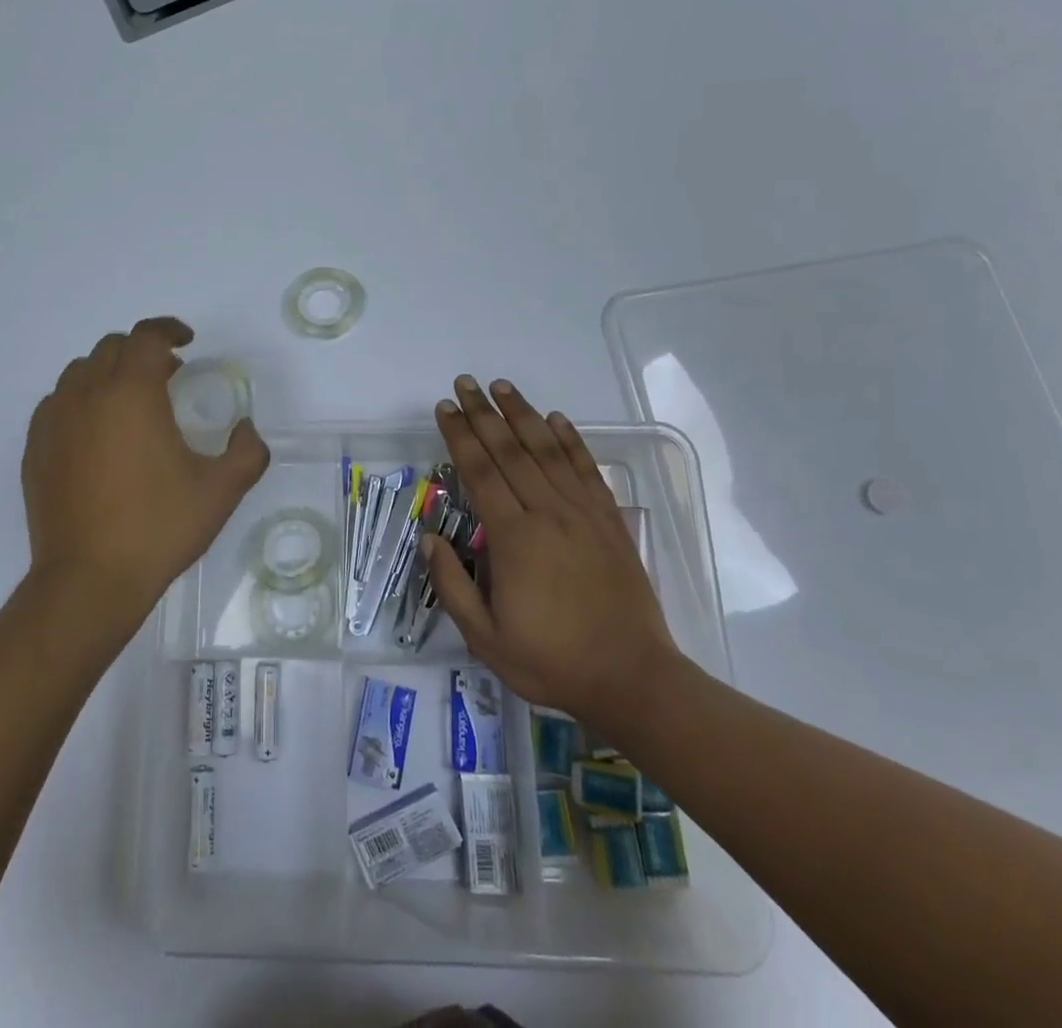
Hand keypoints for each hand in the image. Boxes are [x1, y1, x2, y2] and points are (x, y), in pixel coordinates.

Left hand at [23, 318, 269, 627]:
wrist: (89, 580)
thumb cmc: (158, 528)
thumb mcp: (221, 490)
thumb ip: (247, 451)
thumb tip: (247, 429)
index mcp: (132, 393)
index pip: (147, 336)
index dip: (169, 329)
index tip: (186, 341)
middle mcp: (88, 394)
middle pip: (112, 348)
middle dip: (142, 351)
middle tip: (168, 376)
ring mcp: (54, 420)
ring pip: (80, 372)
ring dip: (110, 373)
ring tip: (131, 403)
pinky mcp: (35, 448)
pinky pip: (58, 403)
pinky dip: (81, 400)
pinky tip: (97, 433)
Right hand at [423, 376, 680, 738]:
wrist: (633, 679)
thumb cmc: (552, 661)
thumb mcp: (485, 639)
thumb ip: (452, 586)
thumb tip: (429, 539)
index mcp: (514, 539)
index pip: (480, 473)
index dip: (460, 436)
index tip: (445, 408)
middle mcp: (548, 514)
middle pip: (511, 451)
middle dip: (484, 413)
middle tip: (465, 383)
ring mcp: (583, 514)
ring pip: (548, 451)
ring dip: (523, 415)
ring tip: (502, 387)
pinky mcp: (610, 522)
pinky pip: (586, 470)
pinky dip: (570, 440)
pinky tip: (557, 419)